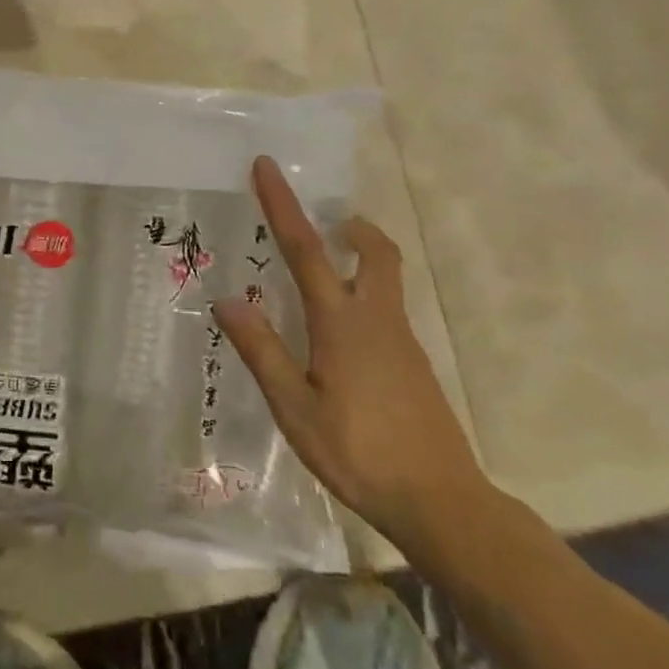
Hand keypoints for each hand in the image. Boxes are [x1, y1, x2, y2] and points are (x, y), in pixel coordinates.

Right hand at [212, 156, 487, 555]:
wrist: (442, 502)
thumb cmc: (358, 453)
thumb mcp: (295, 407)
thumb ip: (262, 351)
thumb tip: (227, 299)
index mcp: (342, 322)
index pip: (307, 249)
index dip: (283, 205)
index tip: (267, 166)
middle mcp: (377, 319)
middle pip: (375, 252)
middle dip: (351, 227)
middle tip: (327, 222)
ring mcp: (402, 341)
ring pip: (384, 279)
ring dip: (358, 258)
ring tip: (320, 275)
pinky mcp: (414, 364)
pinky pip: (385, 310)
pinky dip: (362, 296)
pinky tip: (338, 338)